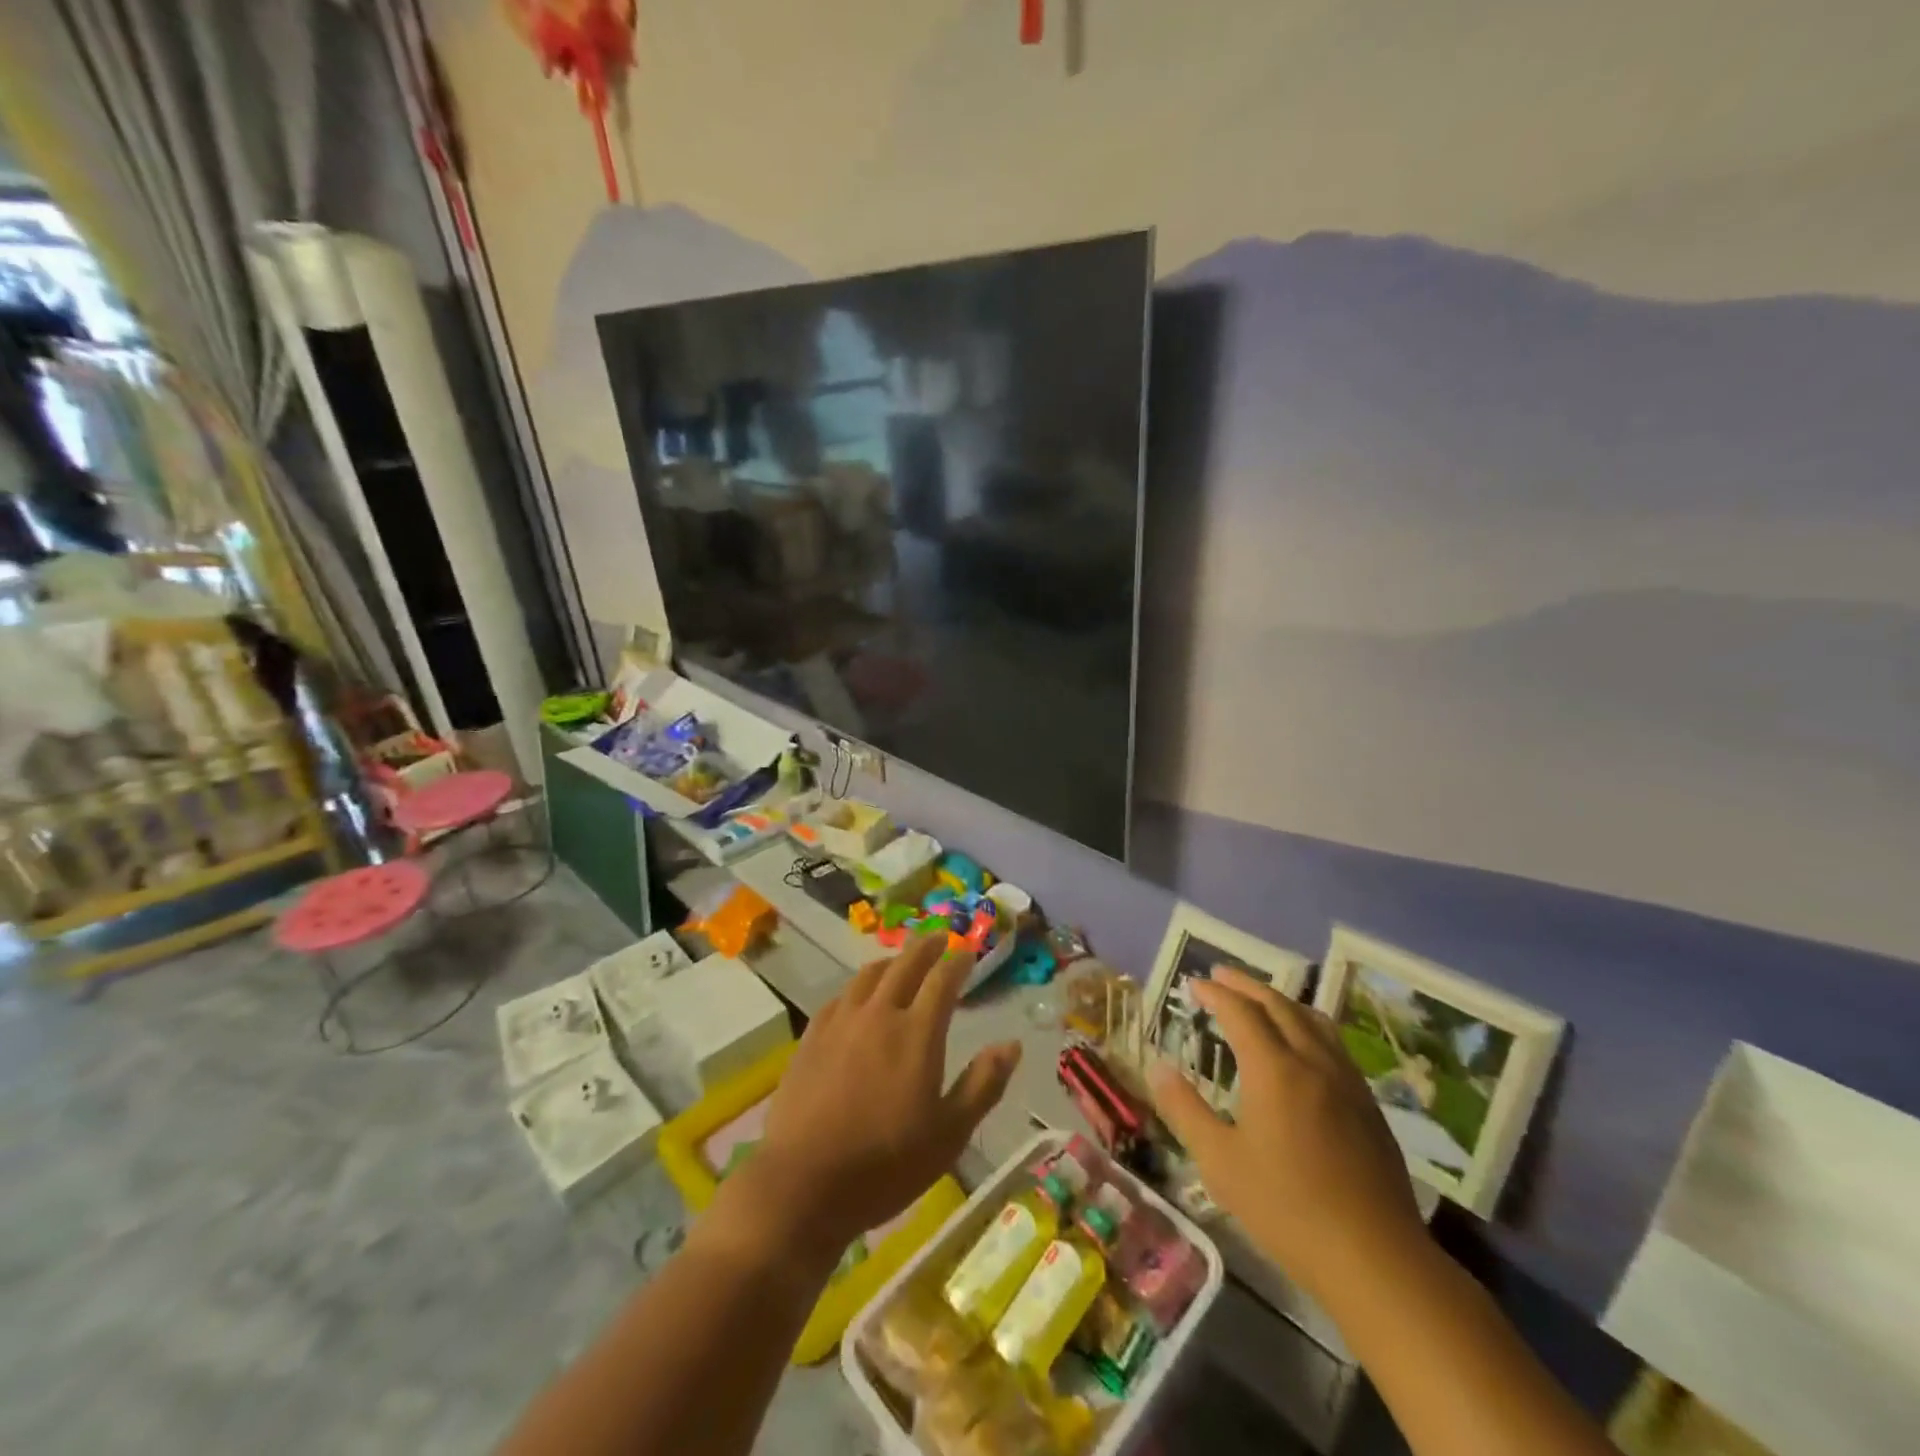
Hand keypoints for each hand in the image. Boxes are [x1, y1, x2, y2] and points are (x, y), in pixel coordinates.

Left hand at [737, 935, 1021, 1257]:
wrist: (804, 1183)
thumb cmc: (887, 1163)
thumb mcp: (950, 1133)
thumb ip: (983, 1084)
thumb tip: (1012, 1044)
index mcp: (917, 1032)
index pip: (942, 980)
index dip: (958, 961)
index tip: (969, 952)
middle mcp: (879, 1014)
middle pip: (905, 965)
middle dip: (926, 947)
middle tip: (939, 939)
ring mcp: (841, 1022)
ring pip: (869, 975)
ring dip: (891, 962)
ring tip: (901, 961)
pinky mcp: (812, 1037)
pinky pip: (841, 996)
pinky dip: (859, 987)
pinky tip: (858, 997)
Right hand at [1148, 967, 1424, 1301]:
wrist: (1374, 1258)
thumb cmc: (1286, 1208)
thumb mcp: (1220, 1162)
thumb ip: (1185, 1109)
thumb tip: (1157, 1068)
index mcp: (1274, 1069)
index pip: (1240, 1011)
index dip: (1215, 993)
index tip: (1193, 983)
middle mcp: (1312, 1061)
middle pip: (1278, 1004)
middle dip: (1245, 985)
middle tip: (1220, 975)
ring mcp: (1346, 1080)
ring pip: (1312, 1019)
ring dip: (1280, 1000)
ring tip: (1260, 999)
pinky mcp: (1368, 1104)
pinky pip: (1333, 1042)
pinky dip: (1307, 1024)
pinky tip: (1303, 1045)